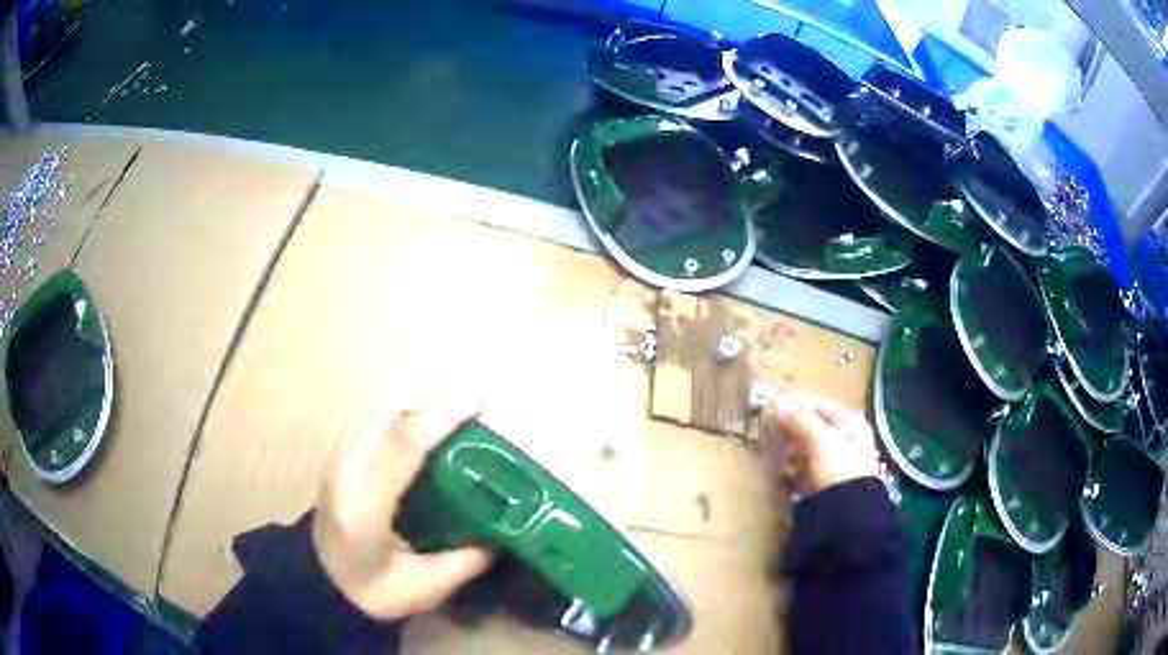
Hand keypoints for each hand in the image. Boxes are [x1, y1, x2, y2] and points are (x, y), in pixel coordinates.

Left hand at [312, 396, 493, 619]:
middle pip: (387, 409)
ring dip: (418, 400)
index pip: (403, 444)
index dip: (445, 414)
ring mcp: (334, 457)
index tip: (483, 400)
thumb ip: (465, 562)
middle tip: (477, 408)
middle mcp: (343, 470)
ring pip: (376, 405)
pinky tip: (424, 425)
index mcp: (364, 506)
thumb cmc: (370, 591)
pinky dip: (401, 408)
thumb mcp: (423, 589)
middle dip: (435, 400)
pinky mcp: (335, 452)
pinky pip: (369, 413)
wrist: (321, 583)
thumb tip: (504, 531)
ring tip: (455, 414)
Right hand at [764, 394, 877, 495]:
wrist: (844, 514)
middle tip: (775, 434)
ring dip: (792, 451)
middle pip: (814, 428)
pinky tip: (784, 472)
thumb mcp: (821, 441)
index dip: (799, 406)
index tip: (775, 410)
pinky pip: (805, 468)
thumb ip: (801, 421)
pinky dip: (794, 468)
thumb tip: (779, 406)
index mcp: (853, 425)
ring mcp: (836, 464)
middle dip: (794, 431)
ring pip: (808, 449)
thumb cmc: (838, 469)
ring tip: (779, 456)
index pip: (822, 407)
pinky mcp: (824, 483)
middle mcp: (847, 441)